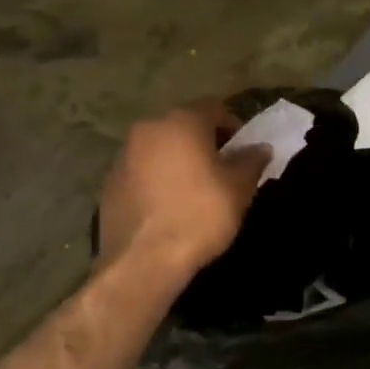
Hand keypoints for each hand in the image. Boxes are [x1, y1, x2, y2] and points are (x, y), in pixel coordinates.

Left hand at [97, 102, 268, 273]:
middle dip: (204, 143)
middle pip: (183, 126)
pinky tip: (168, 207)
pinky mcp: (109, 183)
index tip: (244, 152)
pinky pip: (141, 172)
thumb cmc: (199, 217)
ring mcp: (123, 155)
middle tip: (222, 170)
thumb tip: (260, 148)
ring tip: (194, 191)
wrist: (144, 260)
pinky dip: (157, 180)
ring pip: (160, 148)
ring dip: (178, 161)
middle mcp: (148, 129)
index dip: (233, 126)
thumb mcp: (238, 190)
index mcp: (182, 122)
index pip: (214, 108)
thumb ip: (251, 162)